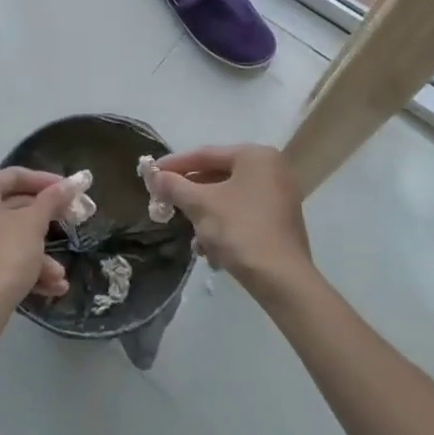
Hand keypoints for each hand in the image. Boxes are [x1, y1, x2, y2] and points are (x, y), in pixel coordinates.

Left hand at [0, 168, 73, 327]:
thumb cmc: (5, 255)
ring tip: (61, 275)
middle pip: (11, 209)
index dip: (46, 181)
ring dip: (37, 255)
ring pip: (7, 239)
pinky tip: (49, 287)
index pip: (15, 176)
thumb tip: (71, 183)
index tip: (70, 189)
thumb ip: (52, 199)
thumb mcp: (34, 224)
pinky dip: (21, 268)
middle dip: (45, 224)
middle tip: (70, 224)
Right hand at [152, 145, 311, 297]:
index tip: (151, 173)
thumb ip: (174, 186)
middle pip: (218, 175)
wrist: (282, 280)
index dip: (175, 164)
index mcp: (255, 156)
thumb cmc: (240, 231)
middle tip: (165, 201)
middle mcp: (271, 169)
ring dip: (205, 214)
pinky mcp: (280, 221)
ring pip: (229, 197)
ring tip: (189, 233)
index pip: (205, 154)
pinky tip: (210, 249)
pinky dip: (223, 225)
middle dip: (190, 193)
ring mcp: (279, 195)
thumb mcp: (201, 205)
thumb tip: (153, 174)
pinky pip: (243, 213)